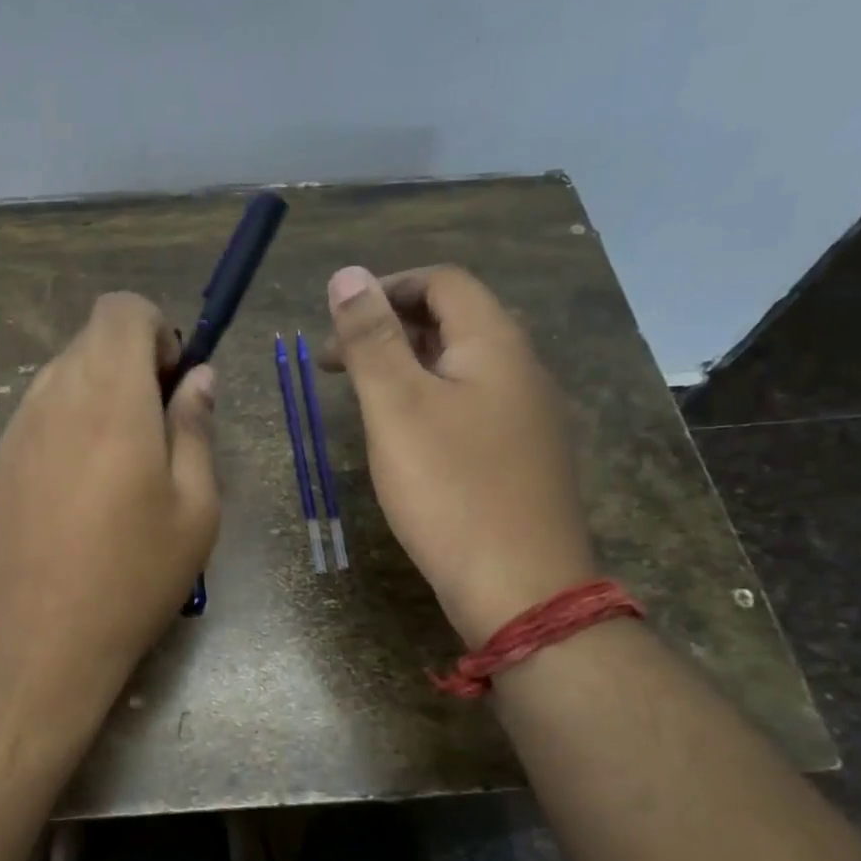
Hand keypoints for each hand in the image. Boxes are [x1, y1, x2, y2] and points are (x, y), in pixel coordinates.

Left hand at [0, 292, 220, 719]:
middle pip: (92, 338)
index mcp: (110, 397)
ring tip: (123, 462)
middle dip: (133, 361)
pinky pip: (41, 410)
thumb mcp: (195, 507)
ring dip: (101, 392)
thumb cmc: (133, 575)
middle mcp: (55, 395)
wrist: (40, 638)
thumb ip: (196, 429)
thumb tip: (199, 379)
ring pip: (64, 373)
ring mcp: (18, 427)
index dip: (157, 331)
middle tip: (159, 428)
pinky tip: (84, 486)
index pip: (121, 309)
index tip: (174, 384)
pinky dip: (71, 420)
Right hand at [321, 265, 595, 646]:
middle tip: (334, 365)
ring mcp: (527, 415)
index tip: (336, 324)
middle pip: (454, 320)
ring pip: (460, 366)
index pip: (442, 282)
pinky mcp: (521, 455)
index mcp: (495, 343)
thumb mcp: (397, 406)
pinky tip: (403, 438)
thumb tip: (347, 274)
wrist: (519, 586)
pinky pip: (470, 405)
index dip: (386, 289)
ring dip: (406, 366)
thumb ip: (371, 338)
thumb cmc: (450, 488)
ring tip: (361, 398)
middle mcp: (520, 368)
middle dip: (389, 328)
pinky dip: (428, 402)